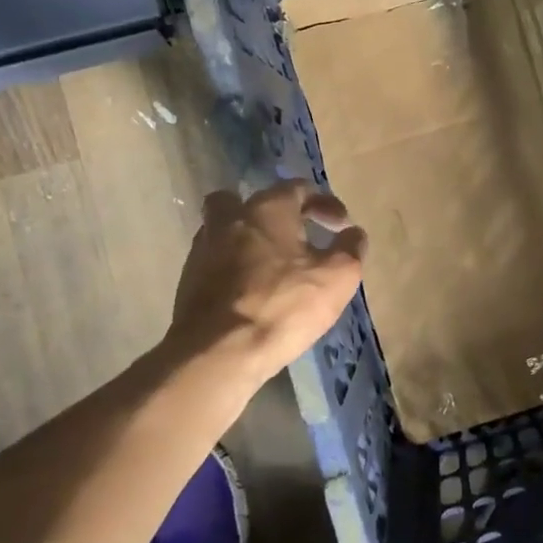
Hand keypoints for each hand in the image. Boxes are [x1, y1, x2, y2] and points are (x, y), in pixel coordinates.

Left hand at [165, 180, 366, 384]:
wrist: (217, 353)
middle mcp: (230, 219)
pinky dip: (234, 268)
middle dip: (275, 214)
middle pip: (250, 202)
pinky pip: (216, 261)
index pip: (298, 188)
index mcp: (267, 209)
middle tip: (296, 237)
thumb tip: (353, 233)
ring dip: (250, 240)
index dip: (324, 203)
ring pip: (227, 230)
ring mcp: (203, 249)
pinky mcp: (188, 281)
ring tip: (273, 266)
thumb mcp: (337, 277)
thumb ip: (350, 249)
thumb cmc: (283, 306)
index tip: (340, 226)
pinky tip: (250, 290)